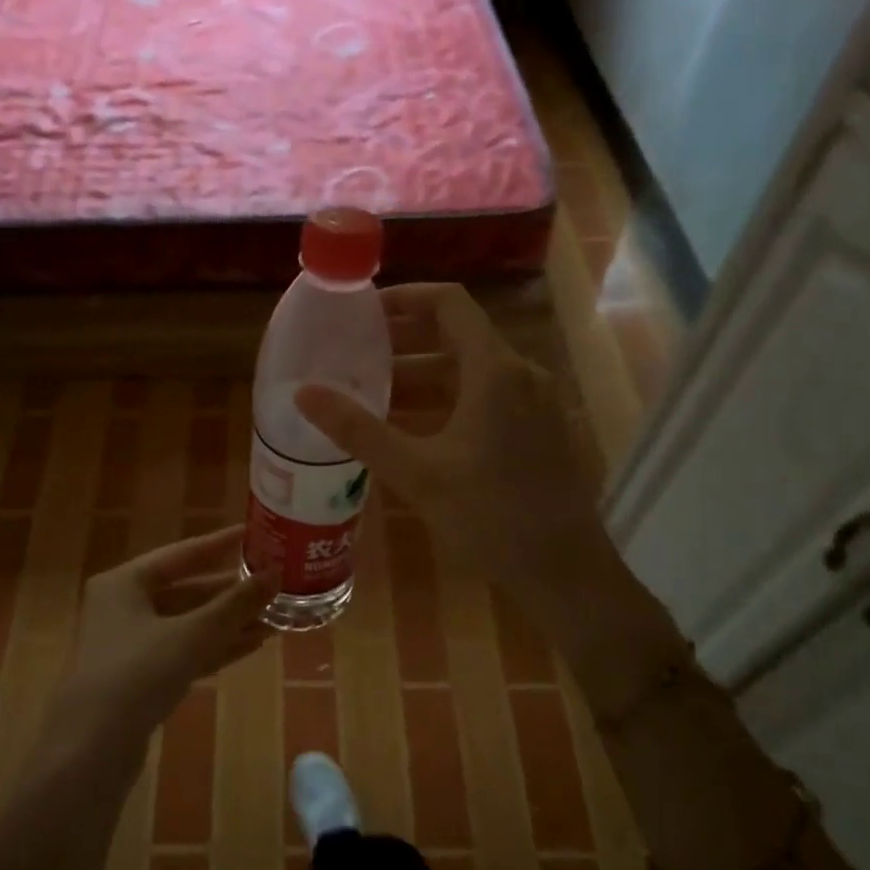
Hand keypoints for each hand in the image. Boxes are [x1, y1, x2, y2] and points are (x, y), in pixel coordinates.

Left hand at [61, 525, 270, 731]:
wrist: (89, 753)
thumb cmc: (136, 675)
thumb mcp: (191, 635)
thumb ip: (235, 604)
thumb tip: (275, 574)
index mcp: (124, 582)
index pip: (181, 554)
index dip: (219, 544)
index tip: (253, 534)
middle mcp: (122, 606)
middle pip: (185, 590)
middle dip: (229, 593)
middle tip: (272, 585)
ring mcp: (129, 646)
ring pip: (187, 624)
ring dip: (227, 623)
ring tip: (272, 619)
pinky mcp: (138, 680)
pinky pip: (183, 652)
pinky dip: (214, 648)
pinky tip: (251, 646)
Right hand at [295, 284, 607, 605]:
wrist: (565, 573)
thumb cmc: (490, 516)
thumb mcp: (415, 472)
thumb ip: (358, 430)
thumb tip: (304, 393)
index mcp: (495, 370)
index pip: (449, 303)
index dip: (405, 297)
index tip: (364, 311)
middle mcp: (521, 374)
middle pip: (459, 333)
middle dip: (407, 337)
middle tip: (359, 349)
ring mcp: (536, 402)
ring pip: (472, 368)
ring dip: (425, 370)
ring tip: (376, 386)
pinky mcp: (539, 429)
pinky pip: (488, 394)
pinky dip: (449, 396)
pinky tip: (416, 425)